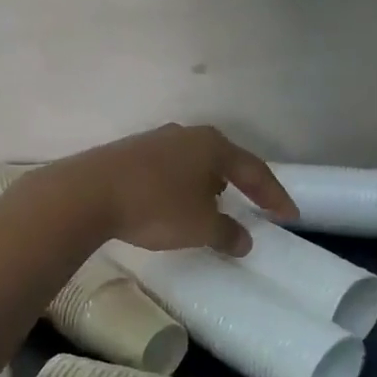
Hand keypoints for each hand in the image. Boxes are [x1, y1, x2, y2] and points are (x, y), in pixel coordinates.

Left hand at [55, 124, 296, 255]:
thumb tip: (244, 240)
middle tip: (253, 206)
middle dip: (240, 185)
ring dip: (208, 186)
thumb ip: (227, 233)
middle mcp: (187, 135)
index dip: (274, 195)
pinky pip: (169, 170)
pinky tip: (174, 204)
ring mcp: (156, 140)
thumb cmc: (156, 206)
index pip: (254, 171)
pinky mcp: (130, 152)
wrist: (87, 193)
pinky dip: (181, 187)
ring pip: (194, 163)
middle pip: (224, 161)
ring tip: (212, 208)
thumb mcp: (200, 227)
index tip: (289, 216)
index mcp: (213, 146)